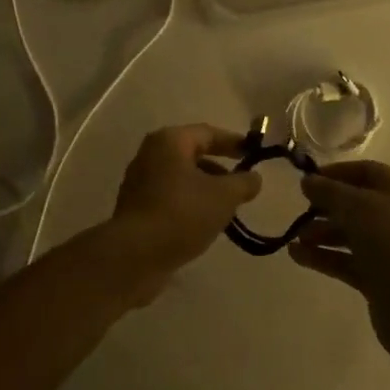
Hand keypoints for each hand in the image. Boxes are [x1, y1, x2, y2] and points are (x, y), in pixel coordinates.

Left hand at [97, 125, 261, 300]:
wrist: (134, 256)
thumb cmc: (182, 214)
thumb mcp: (223, 197)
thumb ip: (243, 183)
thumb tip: (254, 177)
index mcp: (170, 141)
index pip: (208, 133)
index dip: (233, 142)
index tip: (254, 153)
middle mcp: (151, 154)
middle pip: (192, 154)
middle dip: (220, 169)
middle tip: (242, 184)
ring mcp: (140, 181)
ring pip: (181, 177)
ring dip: (205, 188)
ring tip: (227, 209)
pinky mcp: (136, 207)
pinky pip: (170, 196)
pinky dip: (189, 203)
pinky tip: (204, 223)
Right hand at [290, 161, 389, 364]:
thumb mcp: (358, 207)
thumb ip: (329, 191)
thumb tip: (308, 181)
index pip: (365, 172)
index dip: (335, 173)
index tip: (307, 181)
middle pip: (356, 204)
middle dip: (326, 206)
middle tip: (300, 210)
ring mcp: (389, 250)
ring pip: (350, 234)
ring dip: (322, 233)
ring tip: (295, 237)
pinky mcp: (379, 279)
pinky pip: (347, 261)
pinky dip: (324, 257)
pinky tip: (296, 256)